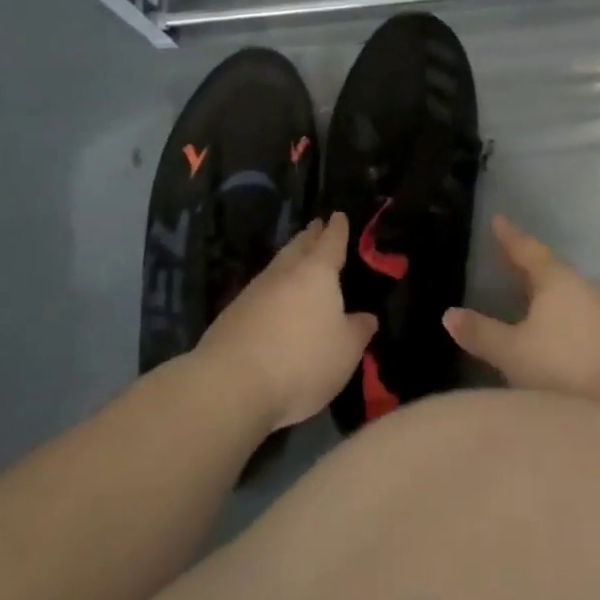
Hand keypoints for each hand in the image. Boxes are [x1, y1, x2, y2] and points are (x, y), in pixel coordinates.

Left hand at [195, 214, 376, 430]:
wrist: (231, 384)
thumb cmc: (302, 360)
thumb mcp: (345, 351)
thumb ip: (359, 330)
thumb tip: (367, 317)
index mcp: (317, 272)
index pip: (330, 242)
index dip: (337, 229)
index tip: (338, 215)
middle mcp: (285, 273)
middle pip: (299, 246)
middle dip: (310, 236)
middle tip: (316, 226)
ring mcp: (254, 292)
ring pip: (277, 266)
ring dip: (288, 259)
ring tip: (296, 258)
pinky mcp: (231, 315)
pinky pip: (259, 291)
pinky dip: (272, 288)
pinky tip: (272, 299)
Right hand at [442, 215, 599, 403]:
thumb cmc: (566, 367)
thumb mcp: (514, 352)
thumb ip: (481, 333)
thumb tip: (448, 314)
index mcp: (556, 280)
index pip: (527, 250)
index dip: (509, 236)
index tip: (497, 219)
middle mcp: (579, 287)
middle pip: (547, 269)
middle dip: (524, 264)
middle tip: (502, 255)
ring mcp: (599, 312)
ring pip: (562, 293)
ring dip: (541, 291)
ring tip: (520, 293)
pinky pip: (573, 313)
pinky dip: (554, 313)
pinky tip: (546, 329)